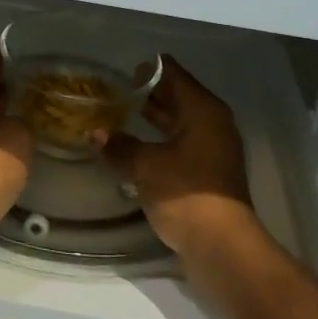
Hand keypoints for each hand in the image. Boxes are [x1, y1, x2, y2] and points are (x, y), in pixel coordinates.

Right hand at [101, 57, 256, 261]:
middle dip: (149, 95)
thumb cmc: (186, 193)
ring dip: (153, 120)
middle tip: (116, 91)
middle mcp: (213, 124)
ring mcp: (213, 150)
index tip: (122, 71)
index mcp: (203, 110)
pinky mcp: (208, 175)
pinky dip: (160, 142)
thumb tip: (95, 133)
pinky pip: (180, 146)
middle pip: (178, 98)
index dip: (148, 70)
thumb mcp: (145, 166)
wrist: (222, 248)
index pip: (174, 74)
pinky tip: (135, 149)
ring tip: (119, 117)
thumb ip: (120, 146)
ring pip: (179, 124)